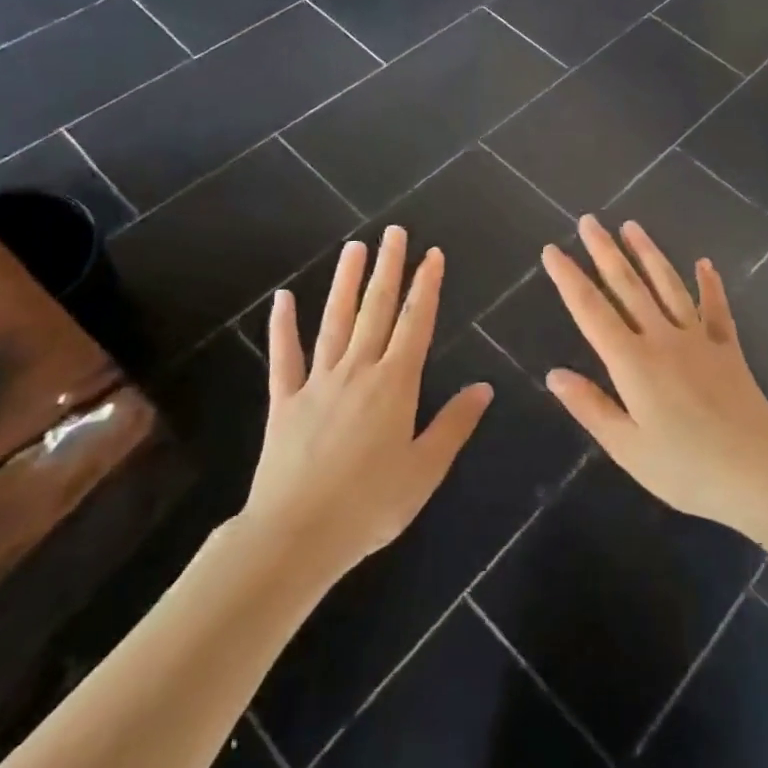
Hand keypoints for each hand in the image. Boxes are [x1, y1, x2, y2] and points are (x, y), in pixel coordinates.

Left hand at [240, 226, 492, 580]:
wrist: (296, 535)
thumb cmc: (370, 505)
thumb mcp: (425, 469)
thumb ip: (454, 424)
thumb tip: (484, 387)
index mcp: (395, 384)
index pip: (415, 323)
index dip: (426, 286)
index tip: (432, 254)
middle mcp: (357, 371)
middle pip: (376, 310)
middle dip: (388, 269)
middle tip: (394, 232)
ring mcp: (317, 382)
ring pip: (334, 321)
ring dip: (345, 283)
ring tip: (353, 248)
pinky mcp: (284, 401)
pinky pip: (284, 357)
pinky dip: (283, 327)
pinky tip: (283, 299)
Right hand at [540, 217, 767, 530]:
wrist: (758, 474)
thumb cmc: (686, 469)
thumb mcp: (627, 448)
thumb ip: (590, 407)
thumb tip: (554, 373)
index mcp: (632, 363)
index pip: (591, 311)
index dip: (569, 279)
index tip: (552, 250)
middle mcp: (662, 339)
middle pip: (627, 286)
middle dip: (604, 252)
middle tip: (589, 221)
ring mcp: (698, 340)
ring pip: (668, 286)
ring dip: (648, 254)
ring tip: (631, 226)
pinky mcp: (727, 349)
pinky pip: (716, 308)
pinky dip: (709, 284)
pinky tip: (704, 263)